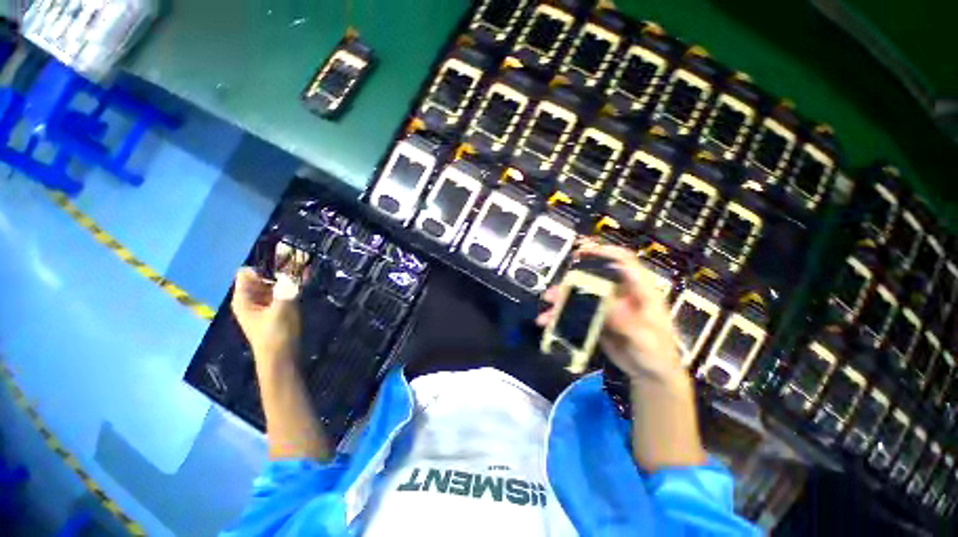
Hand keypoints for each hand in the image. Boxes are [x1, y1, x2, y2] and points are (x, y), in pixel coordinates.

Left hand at [231, 267, 300, 362]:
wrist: (282, 357)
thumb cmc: (276, 333)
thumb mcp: (282, 307)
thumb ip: (287, 286)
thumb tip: (293, 265)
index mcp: (244, 298)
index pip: (248, 272)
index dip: (265, 265)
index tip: (285, 261)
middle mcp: (252, 298)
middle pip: (262, 276)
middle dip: (280, 268)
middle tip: (300, 261)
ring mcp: (265, 303)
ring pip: (274, 283)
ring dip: (289, 276)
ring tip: (306, 267)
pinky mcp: (276, 308)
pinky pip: (282, 291)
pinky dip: (292, 284)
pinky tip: (306, 278)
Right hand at [537, 241, 683, 383]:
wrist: (650, 375)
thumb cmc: (657, 354)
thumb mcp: (645, 338)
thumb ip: (625, 320)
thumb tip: (602, 302)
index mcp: (640, 291)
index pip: (625, 262)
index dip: (606, 252)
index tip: (584, 252)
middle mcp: (621, 294)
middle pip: (595, 279)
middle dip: (572, 282)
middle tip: (554, 291)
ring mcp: (607, 307)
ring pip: (582, 295)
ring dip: (563, 300)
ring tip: (548, 308)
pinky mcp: (597, 319)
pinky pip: (577, 313)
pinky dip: (562, 316)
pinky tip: (549, 322)